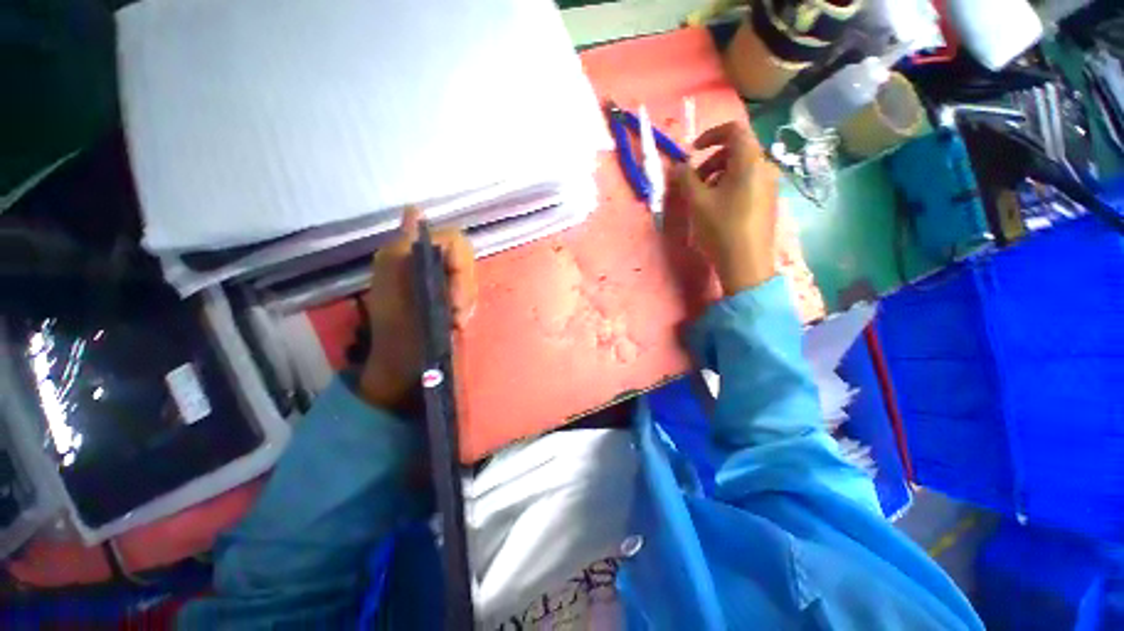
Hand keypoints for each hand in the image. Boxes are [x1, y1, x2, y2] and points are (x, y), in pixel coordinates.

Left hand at [358, 207, 476, 407]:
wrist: (400, 363)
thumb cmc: (395, 326)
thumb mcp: (392, 283)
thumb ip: (405, 247)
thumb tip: (414, 208)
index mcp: (411, 254)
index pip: (453, 240)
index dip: (461, 262)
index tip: (454, 293)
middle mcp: (427, 262)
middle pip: (465, 260)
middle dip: (464, 287)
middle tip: (456, 313)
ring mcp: (440, 281)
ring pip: (469, 279)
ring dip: (466, 301)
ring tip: (455, 321)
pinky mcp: (449, 298)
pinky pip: (468, 295)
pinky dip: (466, 309)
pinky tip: (456, 322)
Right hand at [671, 121, 779, 294]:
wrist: (746, 263)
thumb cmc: (721, 228)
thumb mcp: (697, 202)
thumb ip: (685, 178)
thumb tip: (679, 166)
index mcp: (750, 161)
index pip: (734, 130)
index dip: (711, 135)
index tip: (693, 152)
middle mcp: (765, 166)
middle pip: (737, 150)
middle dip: (711, 160)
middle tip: (693, 181)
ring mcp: (770, 185)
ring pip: (742, 168)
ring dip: (718, 174)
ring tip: (702, 198)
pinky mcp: (768, 201)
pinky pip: (748, 182)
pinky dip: (729, 185)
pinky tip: (718, 208)